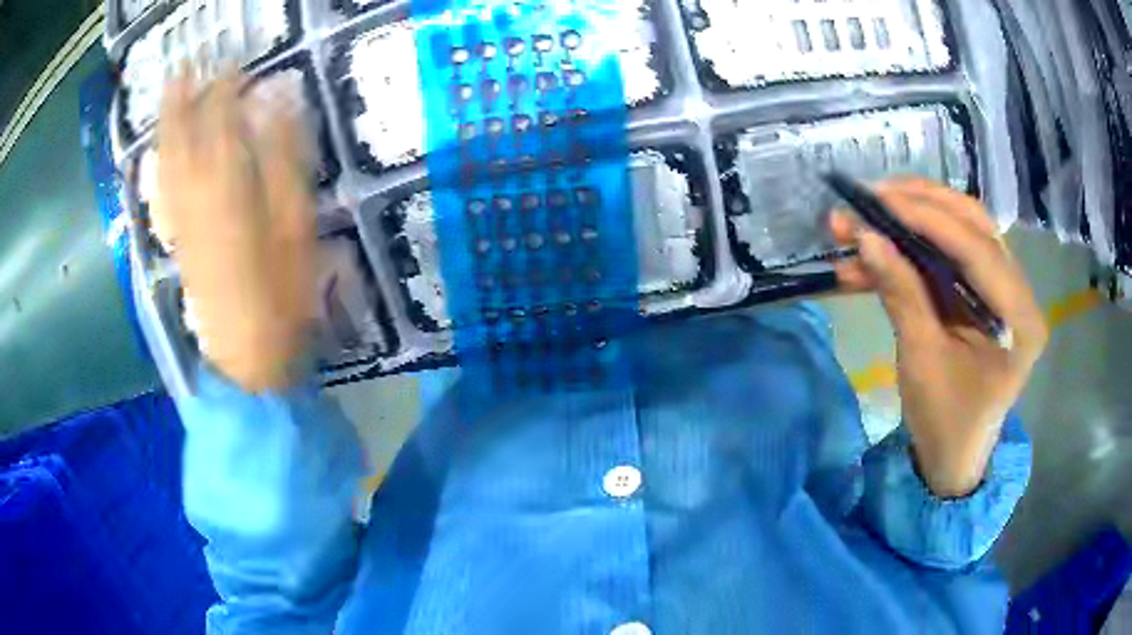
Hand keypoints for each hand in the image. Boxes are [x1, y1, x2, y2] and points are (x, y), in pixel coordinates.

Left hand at [154, 70, 316, 391]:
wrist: (245, 354)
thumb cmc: (280, 292)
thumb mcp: (294, 223)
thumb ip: (283, 158)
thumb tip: (276, 104)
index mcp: (225, 184)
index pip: (219, 119)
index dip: (225, 88)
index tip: (235, 65)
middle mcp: (192, 193)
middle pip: (181, 135)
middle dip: (182, 99)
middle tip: (186, 67)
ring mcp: (179, 217)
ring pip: (166, 160)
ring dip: (166, 124)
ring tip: (169, 95)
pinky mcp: (176, 237)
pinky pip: (161, 189)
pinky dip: (160, 162)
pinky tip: (161, 150)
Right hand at [830, 178, 1047, 497]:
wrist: (952, 458)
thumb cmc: (945, 423)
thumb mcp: (922, 361)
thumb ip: (901, 293)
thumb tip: (865, 237)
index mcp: (1019, 318)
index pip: (978, 248)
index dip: (928, 218)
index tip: (878, 199)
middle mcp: (1017, 291)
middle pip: (973, 224)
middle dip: (921, 204)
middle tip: (873, 196)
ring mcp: (1000, 288)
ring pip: (959, 231)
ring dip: (911, 220)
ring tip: (862, 219)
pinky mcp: (980, 292)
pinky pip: (947, 256)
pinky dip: (911, 249)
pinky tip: (873, 254)